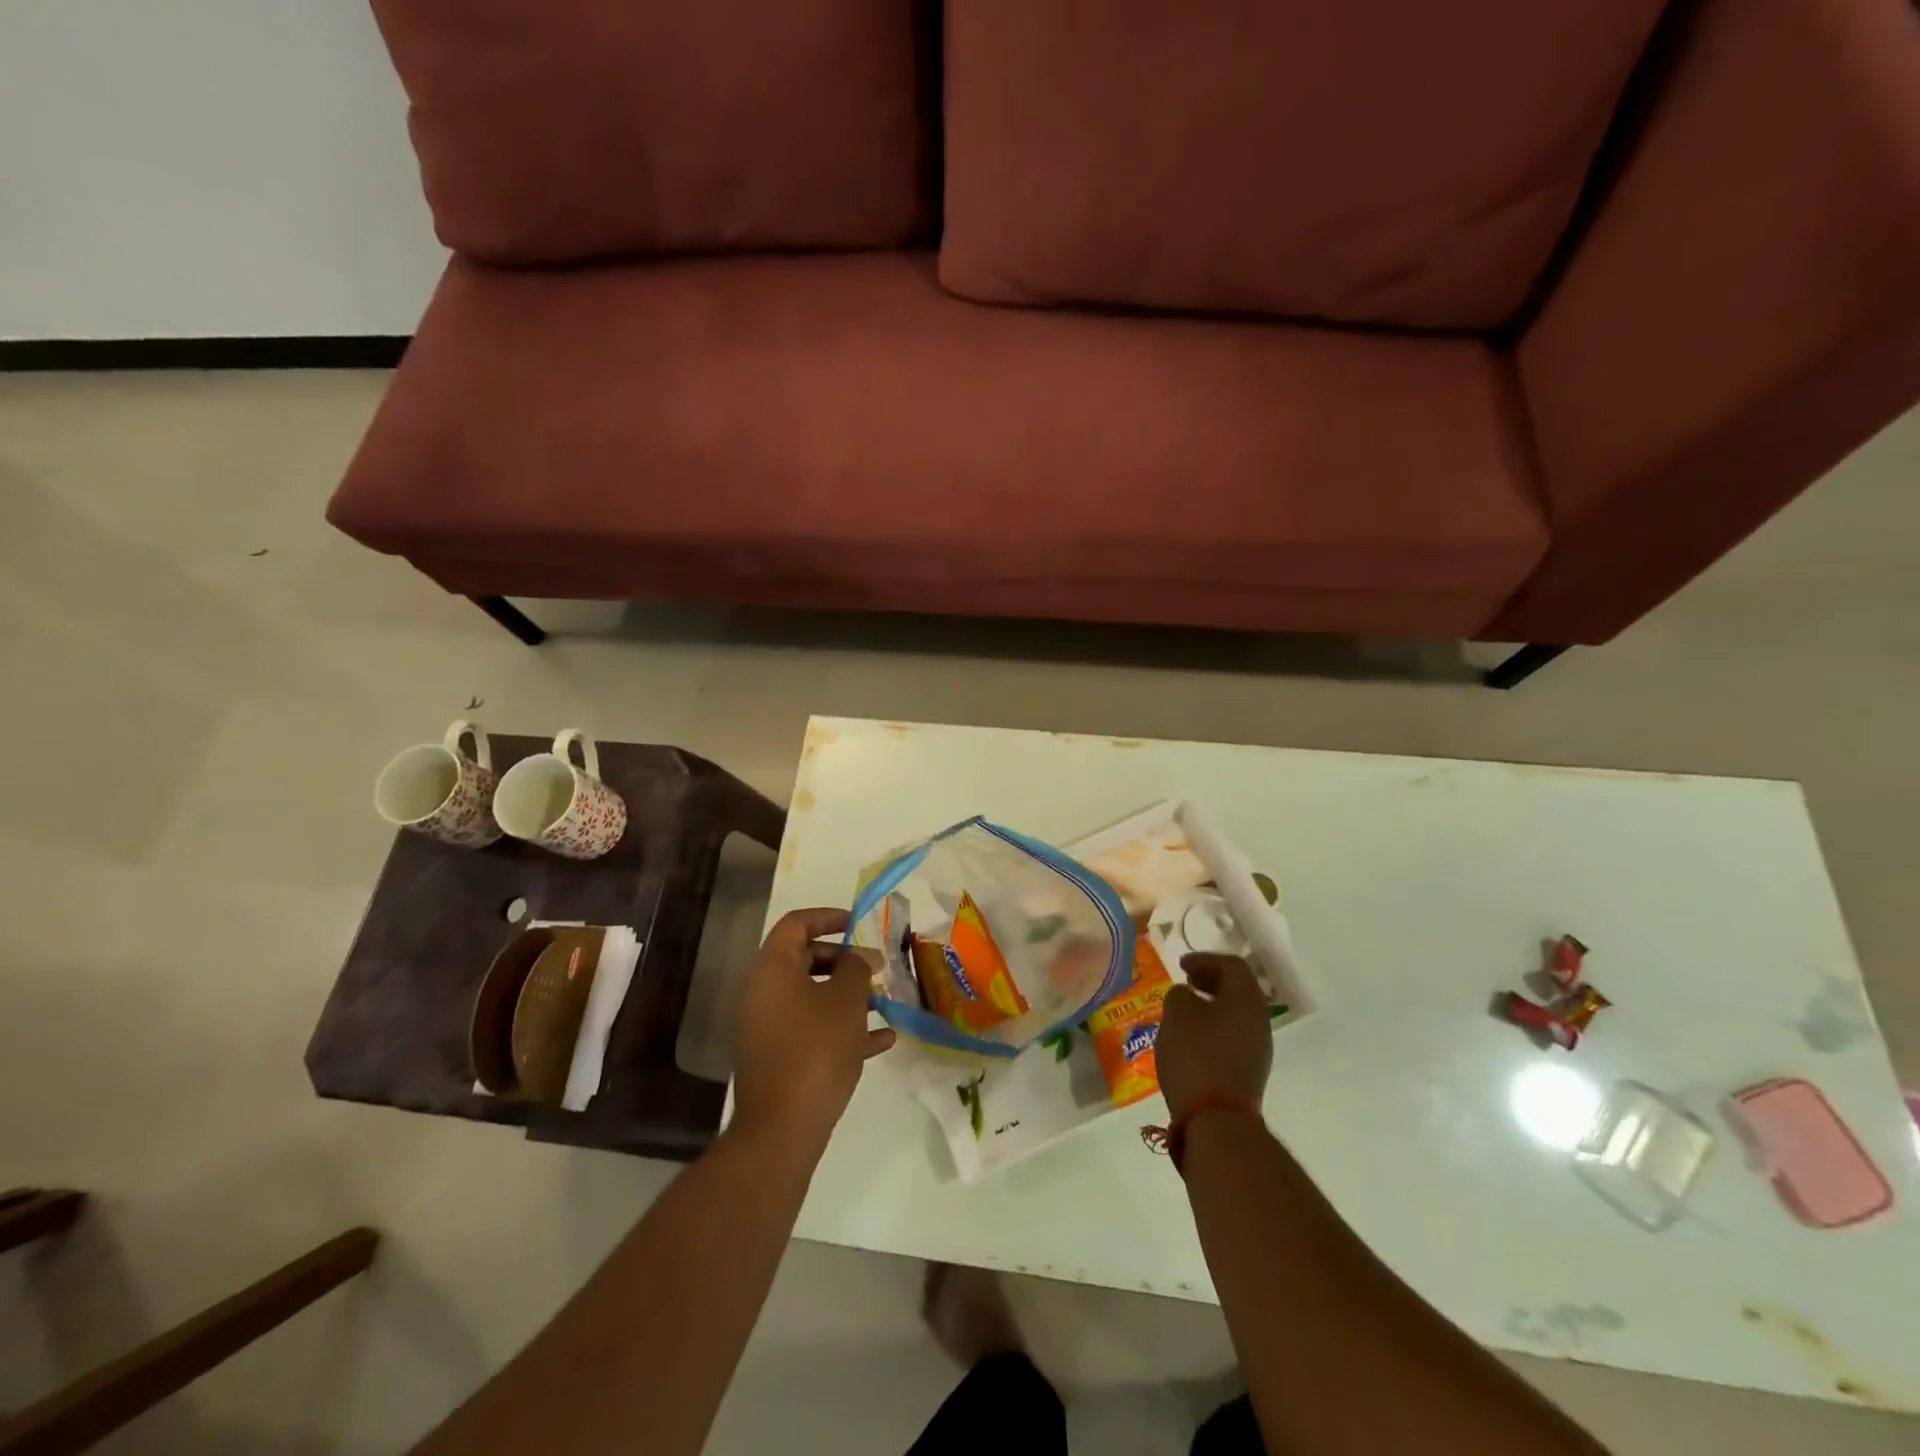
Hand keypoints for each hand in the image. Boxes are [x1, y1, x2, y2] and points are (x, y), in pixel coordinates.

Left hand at [731, 908, 894, 1158]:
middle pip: (805, 959)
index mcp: (773, 969)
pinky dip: (843, 1028)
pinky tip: (883, 1040)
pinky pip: (814, 1030)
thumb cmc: (816, 1049)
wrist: (782, 1128)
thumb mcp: (846, 999)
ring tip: (884, 1001)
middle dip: (845, 960)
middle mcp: (765, 993)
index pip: (796, 924)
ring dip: (848, 995)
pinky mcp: (780, 1058)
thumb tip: (855, 960)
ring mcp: (770, 1028)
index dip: (828, 917)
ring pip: (813, 996)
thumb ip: (855, 968)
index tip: (859, 924)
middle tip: (878, 967)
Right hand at [1157, 953, 1271, 1122]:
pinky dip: (1214, 1026)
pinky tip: (1193, 1037)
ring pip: (1237, 1014)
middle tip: (1186, 982)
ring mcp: (1259, 1049)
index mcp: (1246, 999)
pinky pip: (1234, 1035)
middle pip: (1239, 989)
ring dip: (1212, 1005)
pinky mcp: (1250, 1071)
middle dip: (1211, 980)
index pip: (1232, 965)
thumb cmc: (1196, 1055)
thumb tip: (1187, 995)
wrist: (1217, 1119)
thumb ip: (1180, 994)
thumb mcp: (1176, 1014)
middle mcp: (1259, 1020)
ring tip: (1186, 1009)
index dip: (1205, 959)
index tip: (1181, 965)